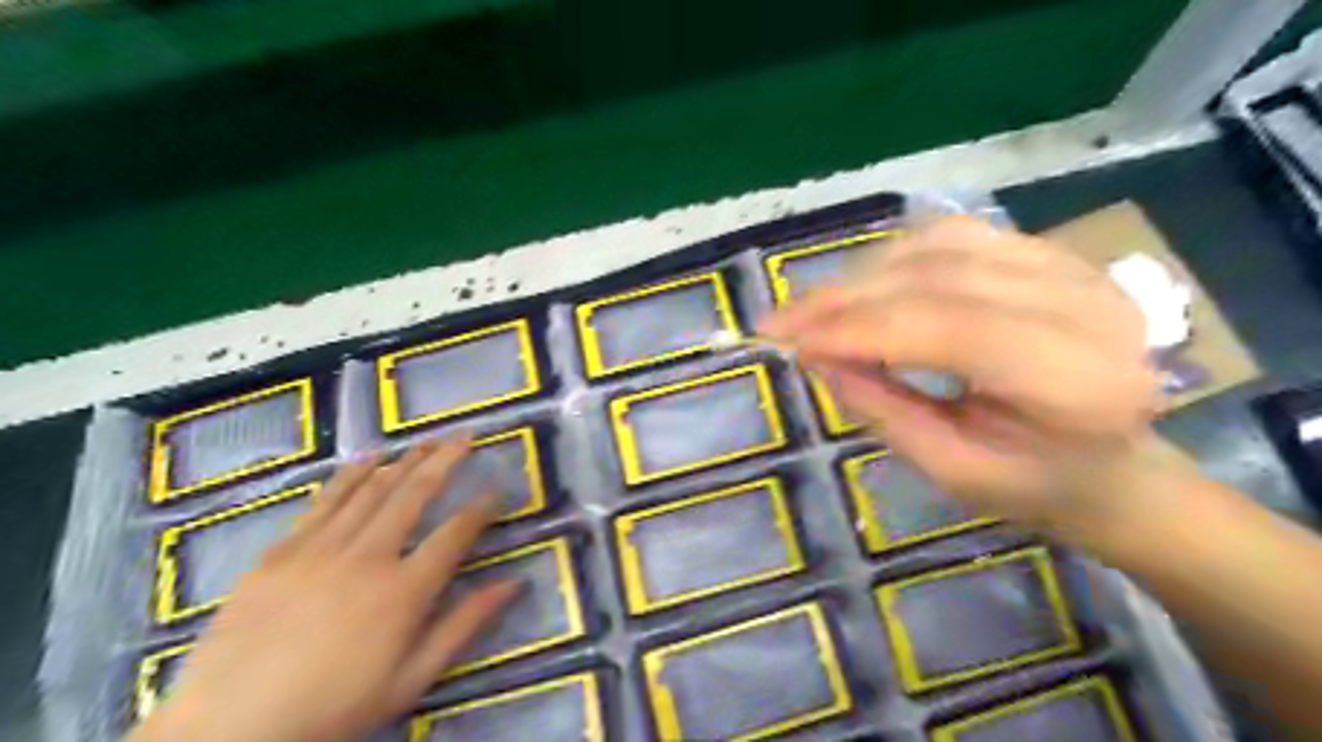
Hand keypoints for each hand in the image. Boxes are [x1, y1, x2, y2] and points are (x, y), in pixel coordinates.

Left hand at [127, 440, 518, 740]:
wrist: (228, 731)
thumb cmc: (333, 708)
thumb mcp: (411, 679)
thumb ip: (464, 625)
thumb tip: (514, 583)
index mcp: (403, 591)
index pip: (454, 534)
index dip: (480, 508)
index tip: (496, 489)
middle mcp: (367, 557)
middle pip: (413, 494)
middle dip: (445, 461)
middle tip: (465, 437)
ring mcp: (319, 549)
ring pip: (370, 490)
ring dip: (403, 460)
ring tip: (426, 440)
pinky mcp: (280, 552)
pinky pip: (323, 502)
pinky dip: (350, 475)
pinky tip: (365, 459)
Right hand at [759, 215, 1159, 532]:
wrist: (1112, 463)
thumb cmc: (1035, 484)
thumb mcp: (951, 470)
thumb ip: (882, 409)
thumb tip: (815, 356)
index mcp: (1078, 383)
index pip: (949, 329)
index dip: (858, 329)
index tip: (787, 342)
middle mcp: (1088, 307)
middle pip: (941, 277)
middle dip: (847, 298)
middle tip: (781, 321)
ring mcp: (1075, 269)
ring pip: (943, 245)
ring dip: (864, 273)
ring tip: (813, 307)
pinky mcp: (1053, 254)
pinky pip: (958, 236)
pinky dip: (895, 257)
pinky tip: (862, 284)